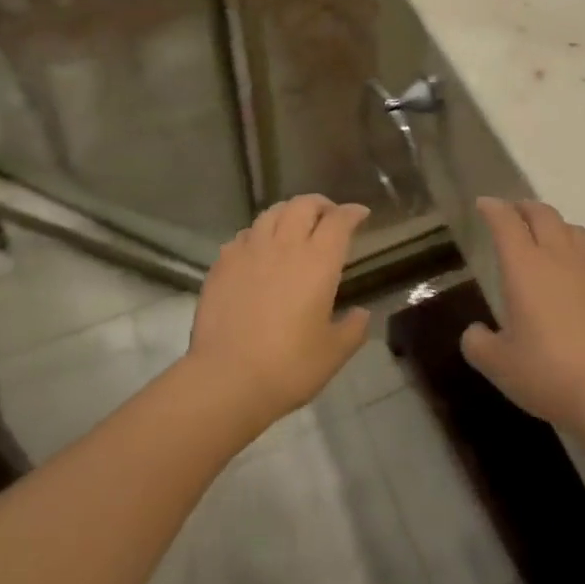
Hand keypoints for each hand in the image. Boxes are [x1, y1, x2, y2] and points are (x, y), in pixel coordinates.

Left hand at [186, 195, 370, 429]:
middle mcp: (285, 245)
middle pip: (304, 205)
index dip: (352, 213)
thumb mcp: (334, 353)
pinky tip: (259, 250)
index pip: (339, 221)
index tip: (361, 214)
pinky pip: (244, 234)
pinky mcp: (223, 263)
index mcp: (318, 261)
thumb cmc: (289, 366)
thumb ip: (353, 328)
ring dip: (289, 213)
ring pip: (272, 212)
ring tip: (293, 226)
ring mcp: (250, 250)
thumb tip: (361, 313)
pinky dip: (258, 234)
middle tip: (328, 217)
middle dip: (321, 204)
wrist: (226, 378)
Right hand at [461, 197, 584, 432]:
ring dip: (557, 228)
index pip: (505, 222)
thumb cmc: (548, 373)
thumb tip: (476, 332)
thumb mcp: (498, 365)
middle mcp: (560, 256)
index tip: (484, 205)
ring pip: (575, 230)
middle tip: (515, 215)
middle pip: (543, 214)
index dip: (493, 209)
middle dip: (525, 209)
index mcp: (524, 266)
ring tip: (550, 241)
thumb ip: (478, 343)